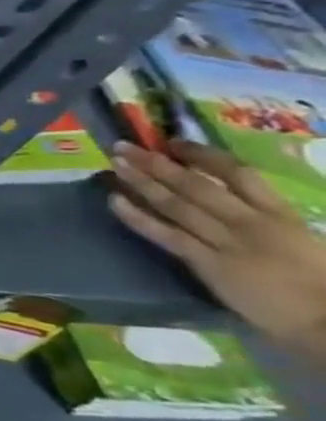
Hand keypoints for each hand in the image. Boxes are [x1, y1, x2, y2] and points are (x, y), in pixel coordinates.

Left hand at [109, 140, 325, 353]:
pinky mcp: (207, 263)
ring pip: (175, 204)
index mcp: (280, 213)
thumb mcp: (300, 237)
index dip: (202, 154)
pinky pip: (166, 235)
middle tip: (123, 146)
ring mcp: (226, 242)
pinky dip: (137, 217)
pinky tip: (114, 201)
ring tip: (115, 164)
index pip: (238, 173)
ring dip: (141, 182)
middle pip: (195, 184)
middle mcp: (250, 221)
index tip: (173, 142)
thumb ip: (265, 216)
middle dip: (156, 163)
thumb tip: (228, 195)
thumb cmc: (318, 279)